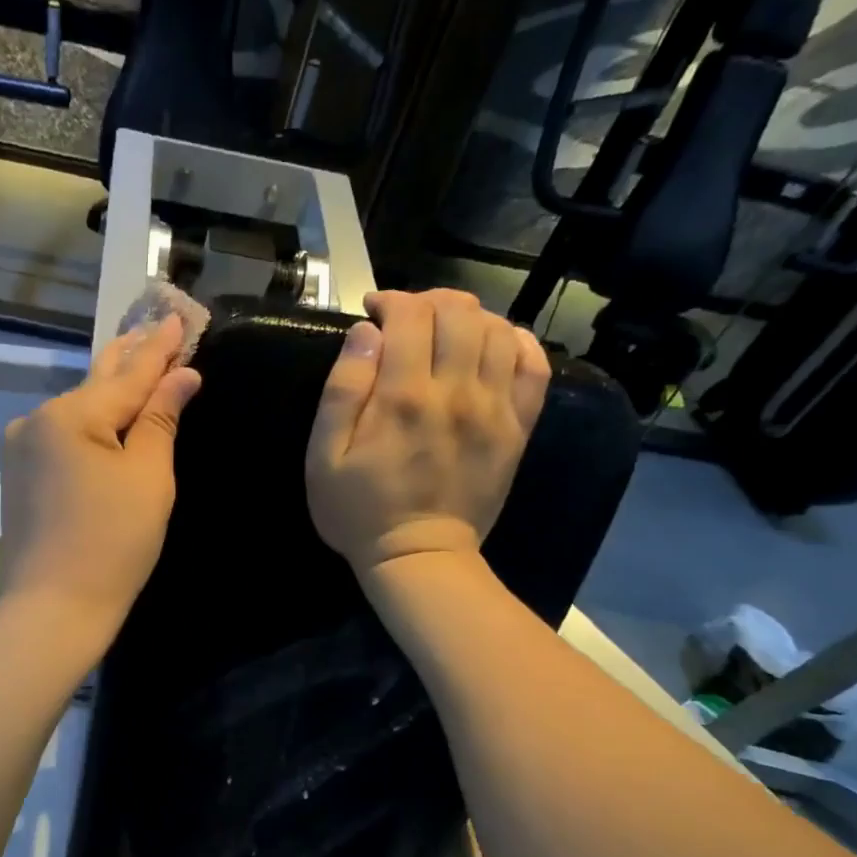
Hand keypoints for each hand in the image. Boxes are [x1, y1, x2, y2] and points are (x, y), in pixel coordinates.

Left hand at [0, 316, 201, 637]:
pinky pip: (62, 436)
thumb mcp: (148, 477)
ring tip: (135, 362)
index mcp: (70, 415)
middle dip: (130, 358)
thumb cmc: (113, 543)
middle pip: (96, 383)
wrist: (54, 607)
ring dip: (108, 392)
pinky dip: (89, 424)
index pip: (128, 373)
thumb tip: (181, 376)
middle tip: (156, 327)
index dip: (159, 347)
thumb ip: (160, 418)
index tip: (178, 317)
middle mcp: (36, 420)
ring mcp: (21, 448)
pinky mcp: (19, 474)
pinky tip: (104, 413)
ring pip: (77, 410)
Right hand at [306, 289, 548, 575]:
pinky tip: (493, 346)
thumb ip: (342, 391)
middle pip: (458, 311)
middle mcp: (456, 391)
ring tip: (447, 331)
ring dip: (470, 316)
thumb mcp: (323, 459)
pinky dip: (516, 342)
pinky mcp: (517, 427)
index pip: (410, 314)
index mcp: (403, 396)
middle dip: (430, 300)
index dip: (391, 301)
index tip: (374, 313)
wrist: (419, 556)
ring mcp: (494, 408)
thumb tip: (366, 333)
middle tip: (409, 318)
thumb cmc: (360, 511)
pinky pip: (533, 366)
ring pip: (497, 329)